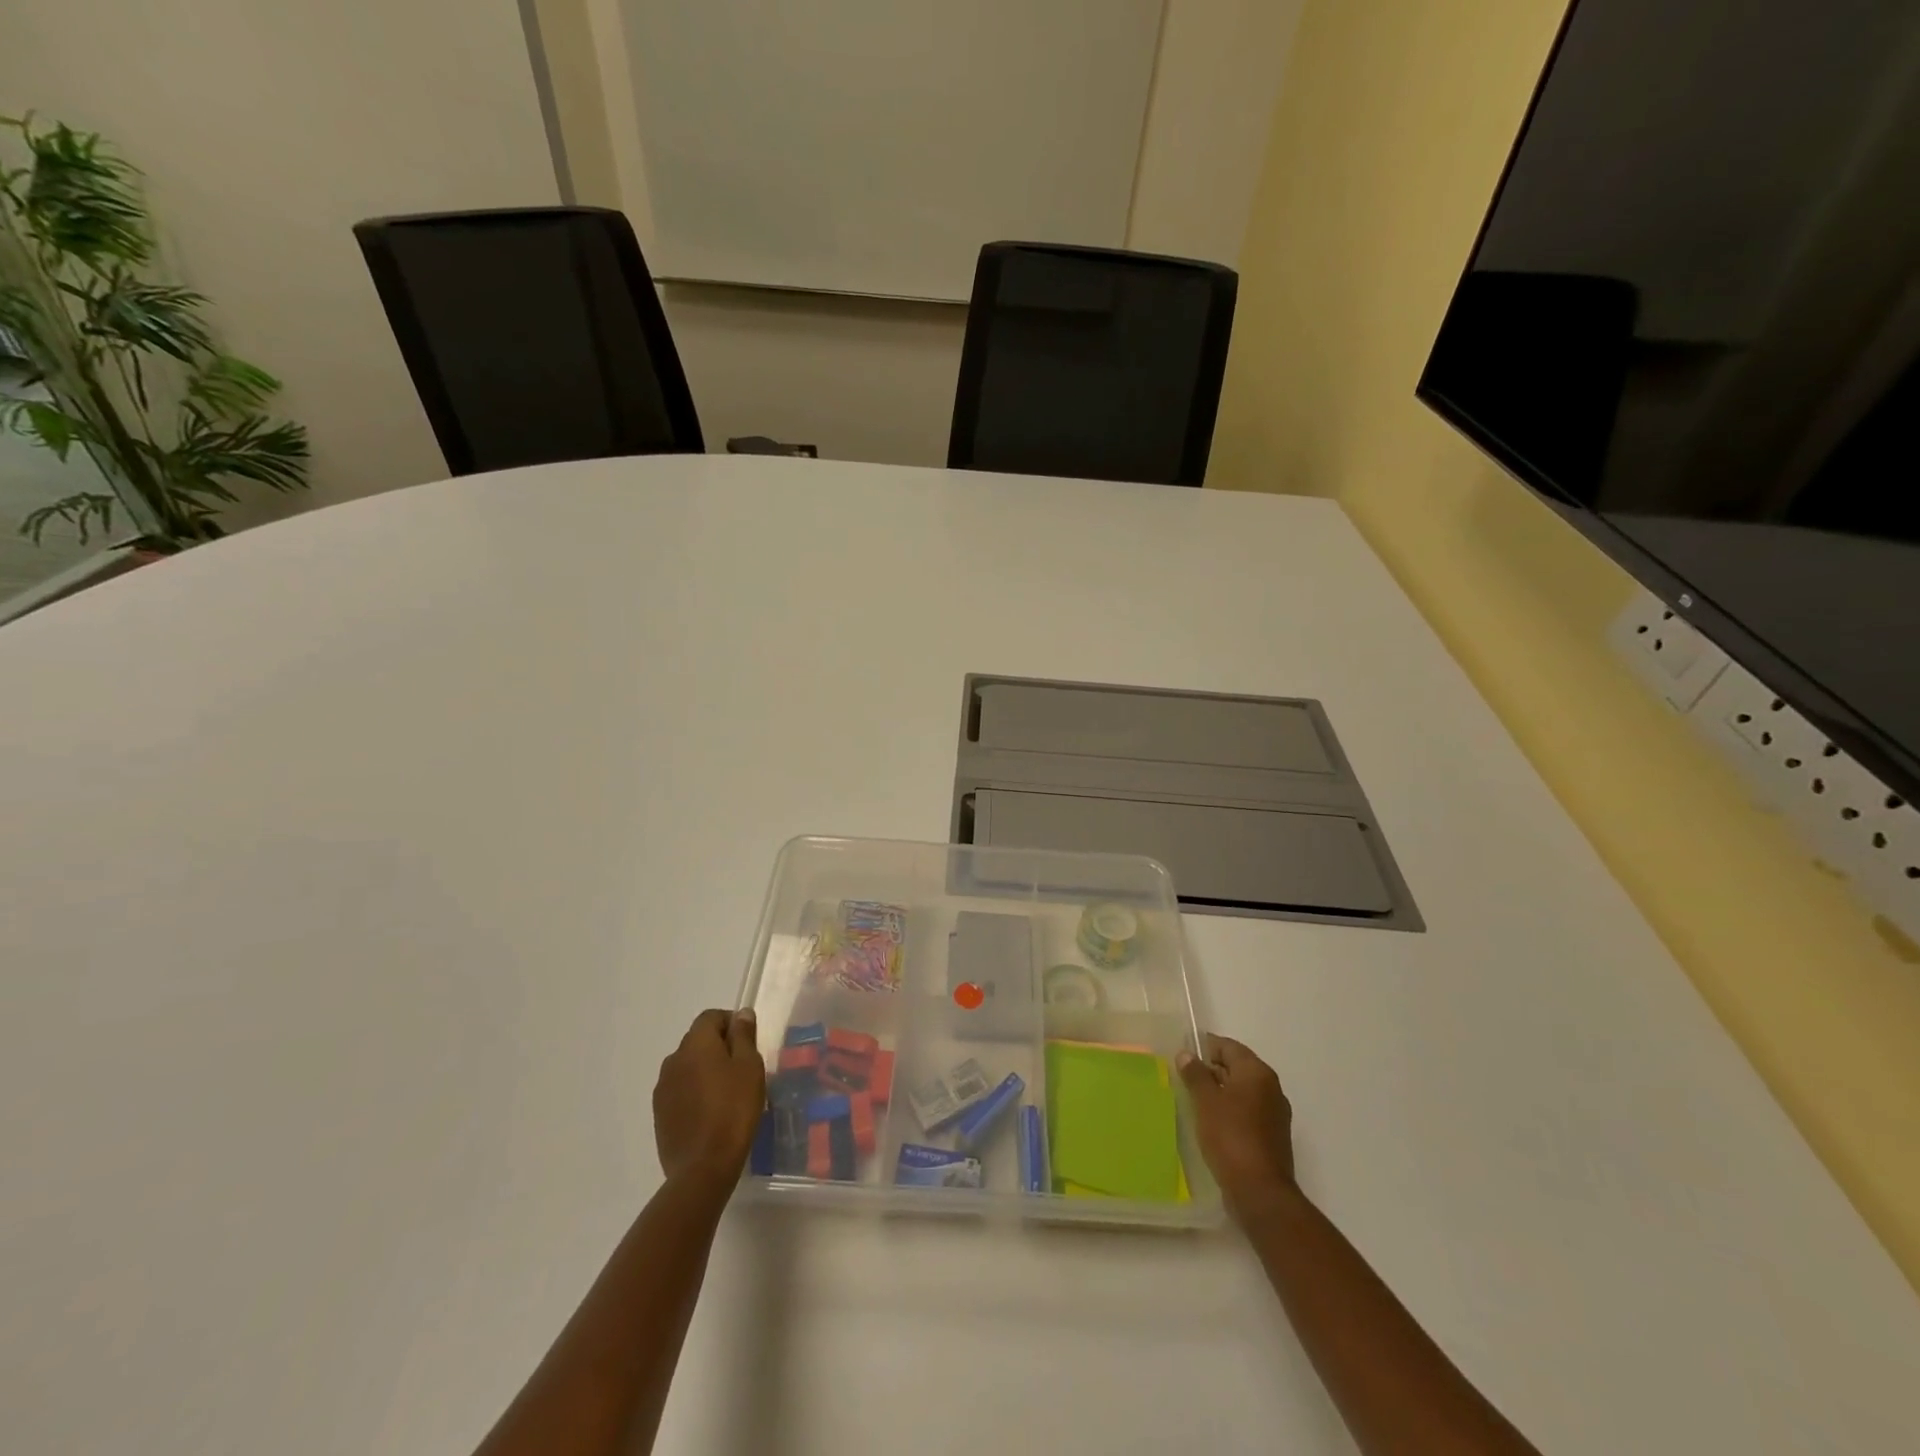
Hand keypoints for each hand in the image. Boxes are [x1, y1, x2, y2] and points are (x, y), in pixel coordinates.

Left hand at [653, 1009, 765, 1188]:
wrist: (703, 1167)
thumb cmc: (734, 1109)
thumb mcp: (749, 1067)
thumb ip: (744, 1036)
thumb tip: (740, 1013)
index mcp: (696, 1044)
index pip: (710, 1017)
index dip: (731, 1023)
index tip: (748, 1042)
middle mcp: (673, 1060)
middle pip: (697, 1040)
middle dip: (719, 1046)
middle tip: (742, 1068)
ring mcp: (663, 1088)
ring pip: (687, 1066)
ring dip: (705, 1069)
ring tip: (727, 1091)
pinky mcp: (659, 1113)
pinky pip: (680, 1089)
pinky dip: (694, 1091)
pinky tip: (710, 1111)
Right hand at [1178, 1033, 1297, 1220]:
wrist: (1260, 1192)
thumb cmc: (1230, 1137)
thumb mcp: (1205, 1101)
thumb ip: (1195, 1074)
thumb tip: (1186, 1054)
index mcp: (1257, 1073)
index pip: (1229, 1047)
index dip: (1205, 1047)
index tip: (1182, 1055)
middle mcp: (1271, 1088)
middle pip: (1237, 1067)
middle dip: (1211, 1070)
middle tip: (1184, 1078)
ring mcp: (1275, 1114)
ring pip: (1242, 1092)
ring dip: (1220, 1092)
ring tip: (1193, 1100)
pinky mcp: (1273, 1137)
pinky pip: (1247, 1112)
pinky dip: (1230, 1111)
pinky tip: (1211, 1123)